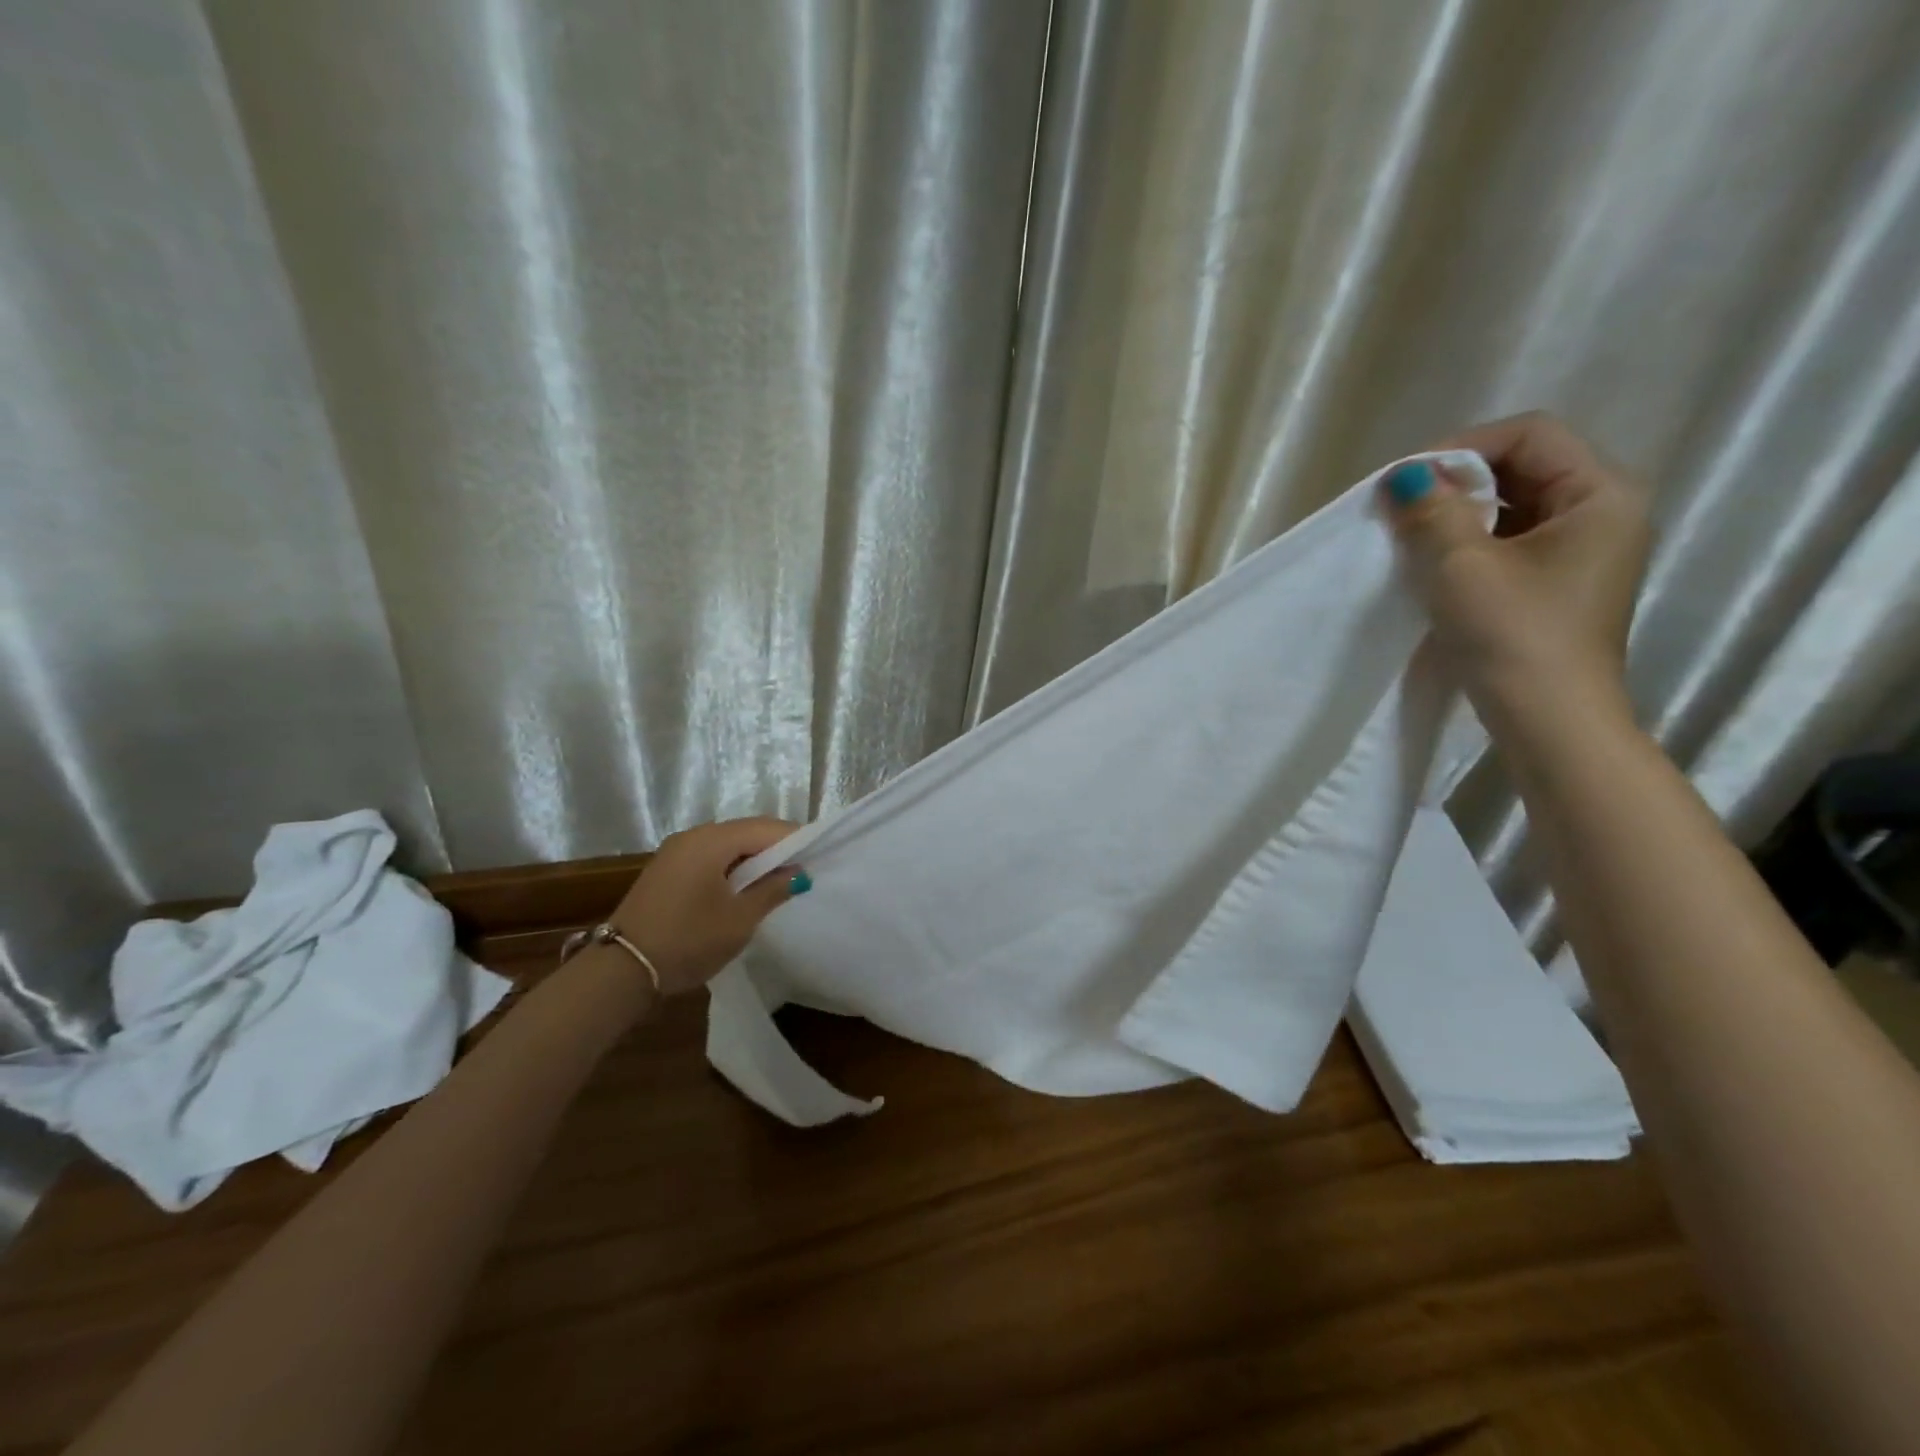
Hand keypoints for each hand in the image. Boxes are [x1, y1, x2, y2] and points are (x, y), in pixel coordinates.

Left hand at [607, 817, 807, 993]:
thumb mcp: (739, 920)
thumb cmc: (688, 940)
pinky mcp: (667, 870)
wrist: (621, 971)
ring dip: (753, 859)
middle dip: (775, 848)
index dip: (795, 839)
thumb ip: (773, 890)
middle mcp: (692, 836)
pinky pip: (709, 857)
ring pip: (727, 845)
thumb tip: (798, 872)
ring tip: (778, 881)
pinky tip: (744, 888)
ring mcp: (675, 852)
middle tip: (803, 868)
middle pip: (746, 831)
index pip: (765, 828)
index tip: (819, 855)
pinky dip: (732, 867)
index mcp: (711, 840)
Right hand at [1380, 411, 1651, 725]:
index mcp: (1601, 493)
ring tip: (1410, 537)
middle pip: (1523, 466)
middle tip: (1401, 508)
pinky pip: (1510, 542)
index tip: (1407, 482)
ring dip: (1458, 515)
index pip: (1530, 434)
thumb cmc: (1513, 634)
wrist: (1549, 720)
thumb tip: (1405, 476)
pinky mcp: (1557, 584)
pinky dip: (1469, 543)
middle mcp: (1602, 512)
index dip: (1462, 447)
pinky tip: (1433, 565)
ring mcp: (1582, 552)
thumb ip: (1432, 511)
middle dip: (1457, 482)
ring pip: (1513, 507)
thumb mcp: (1461, 565)